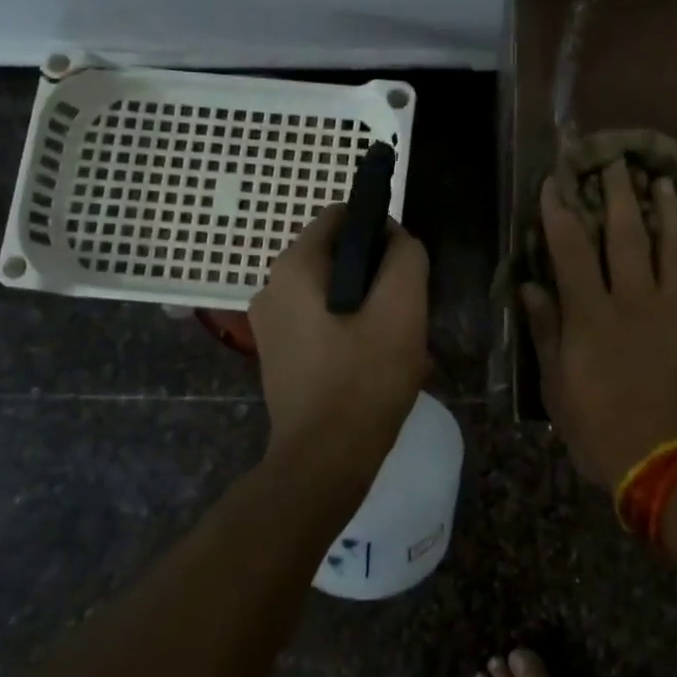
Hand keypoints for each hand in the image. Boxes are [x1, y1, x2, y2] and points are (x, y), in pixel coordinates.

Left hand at [250, 203, 430, 491]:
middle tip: (404, 314)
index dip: (381, 231)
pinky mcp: (278, 354)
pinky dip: (348, 331)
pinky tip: (372, 364)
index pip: (342, 217)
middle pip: (337, 257)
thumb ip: (405, 258)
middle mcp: (271, 287)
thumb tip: (396, 238)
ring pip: (332, 292)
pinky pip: (320, 322)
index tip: (405, 268)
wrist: (324, 460)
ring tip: (393, 344)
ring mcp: (270, 324)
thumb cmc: (364, 378)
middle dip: (376, 276)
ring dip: (367, 307)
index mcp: (293, 267)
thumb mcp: (402, 309)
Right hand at [520, 162, 676, 488]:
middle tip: (615, 161)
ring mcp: (673, 308)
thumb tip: (529, 286)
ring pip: (670, 244)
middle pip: (626, 234)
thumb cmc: (605, 430)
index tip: (554, 182)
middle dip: (617, 194)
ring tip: (662, 181)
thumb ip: (546, 332)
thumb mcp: (559, 388)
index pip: (571, 248)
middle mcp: (633, 299)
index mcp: (592, 315)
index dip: (560, 211)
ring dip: (664, 209)